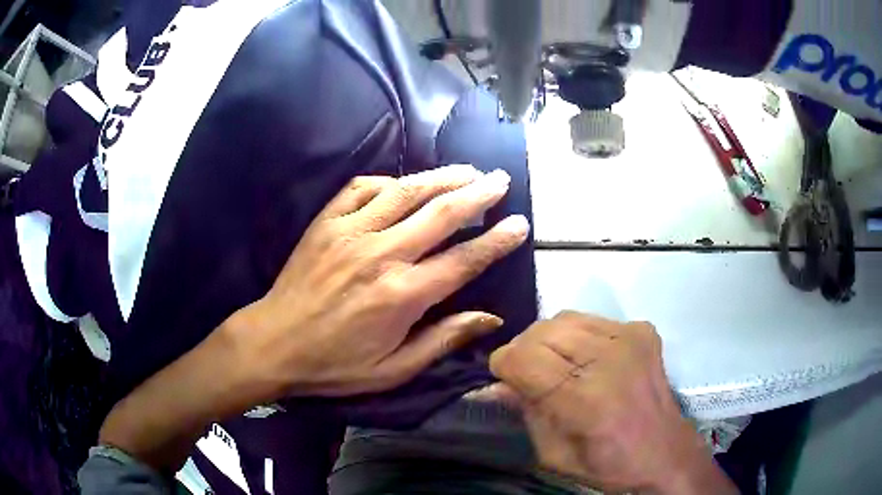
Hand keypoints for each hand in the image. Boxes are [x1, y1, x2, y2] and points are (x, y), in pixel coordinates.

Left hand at [224, 163, 528, 397]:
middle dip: (478, 194)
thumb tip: (491, 319)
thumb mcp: (394, 369)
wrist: (274, 343)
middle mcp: (382, 255)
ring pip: (406, 192)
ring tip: (467, 170)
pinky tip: (405, 183)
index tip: (520, 224)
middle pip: (441, 214)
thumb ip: (443, 340)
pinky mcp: (326, 222)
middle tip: (500, 180)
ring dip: (442, 177)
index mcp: (402, 295)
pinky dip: (389, 181)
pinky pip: (362, 188)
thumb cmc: (335, 364)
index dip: (497, 241)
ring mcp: (351, 232)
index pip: (464, 260)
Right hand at [489, 312, 736, 494]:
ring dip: (550, 340)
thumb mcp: (553, 454)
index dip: (504, 364)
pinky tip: (588, 360)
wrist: (664, 453)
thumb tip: (499, 383)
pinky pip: (593, 320)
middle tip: (528, 373)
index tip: (504, 378)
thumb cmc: (606, 465)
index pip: (523, 357)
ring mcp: (630, 338)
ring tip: (557, 363)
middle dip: (524, 350)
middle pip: (541, 330)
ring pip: (566, 318)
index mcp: (585, 399)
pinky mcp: (642, 330)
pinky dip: (579, 336)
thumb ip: (526, 411)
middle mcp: (609, 358)